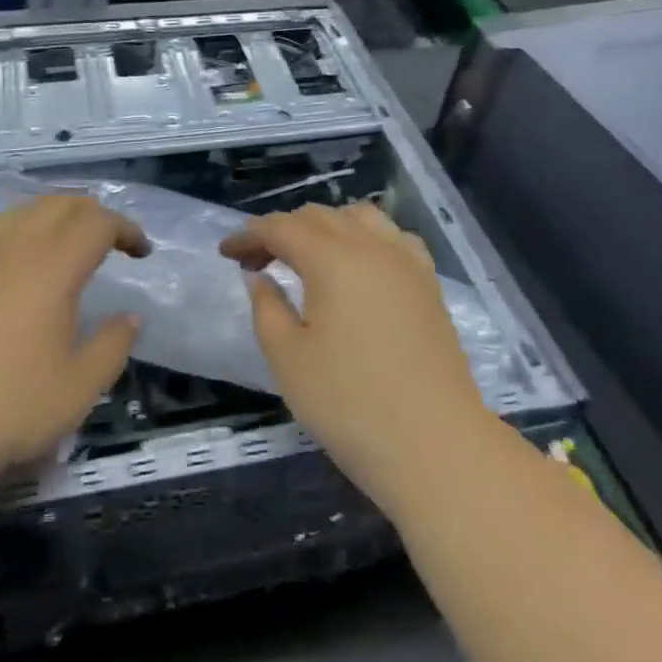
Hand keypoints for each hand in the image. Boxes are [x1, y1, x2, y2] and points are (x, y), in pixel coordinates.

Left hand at [0, 196, 145, 491]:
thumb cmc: (7, 408)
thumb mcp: (77, 389)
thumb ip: (112, 346)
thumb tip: (130, 317)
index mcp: (53, 267)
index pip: (98, 223)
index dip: (126, 229)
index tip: (142, 252)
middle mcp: (17, 247)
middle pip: (63, 204)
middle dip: (95, 214)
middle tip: (113, 242)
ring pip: (28, 209)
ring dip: (59, 216)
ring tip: (73, 245)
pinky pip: (1, 227)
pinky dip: (27, 227)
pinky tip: (26, 261)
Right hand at [220, 203, 497, 514]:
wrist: (436, 445)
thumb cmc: (350, 405)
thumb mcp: (288, 360)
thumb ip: (267, 308)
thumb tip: (260, 277)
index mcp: (332, 259)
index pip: (281, 228)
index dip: (249, 236)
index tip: (226, 253)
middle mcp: (371, 246)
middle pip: (319, 216)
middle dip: (282, 230)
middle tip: (257, 261)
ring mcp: (406, 262)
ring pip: (359, 217)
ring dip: (325, 226)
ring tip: (307, 257)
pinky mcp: (428, 283)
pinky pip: (393, 237)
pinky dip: (366, 238)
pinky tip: (360, 265)